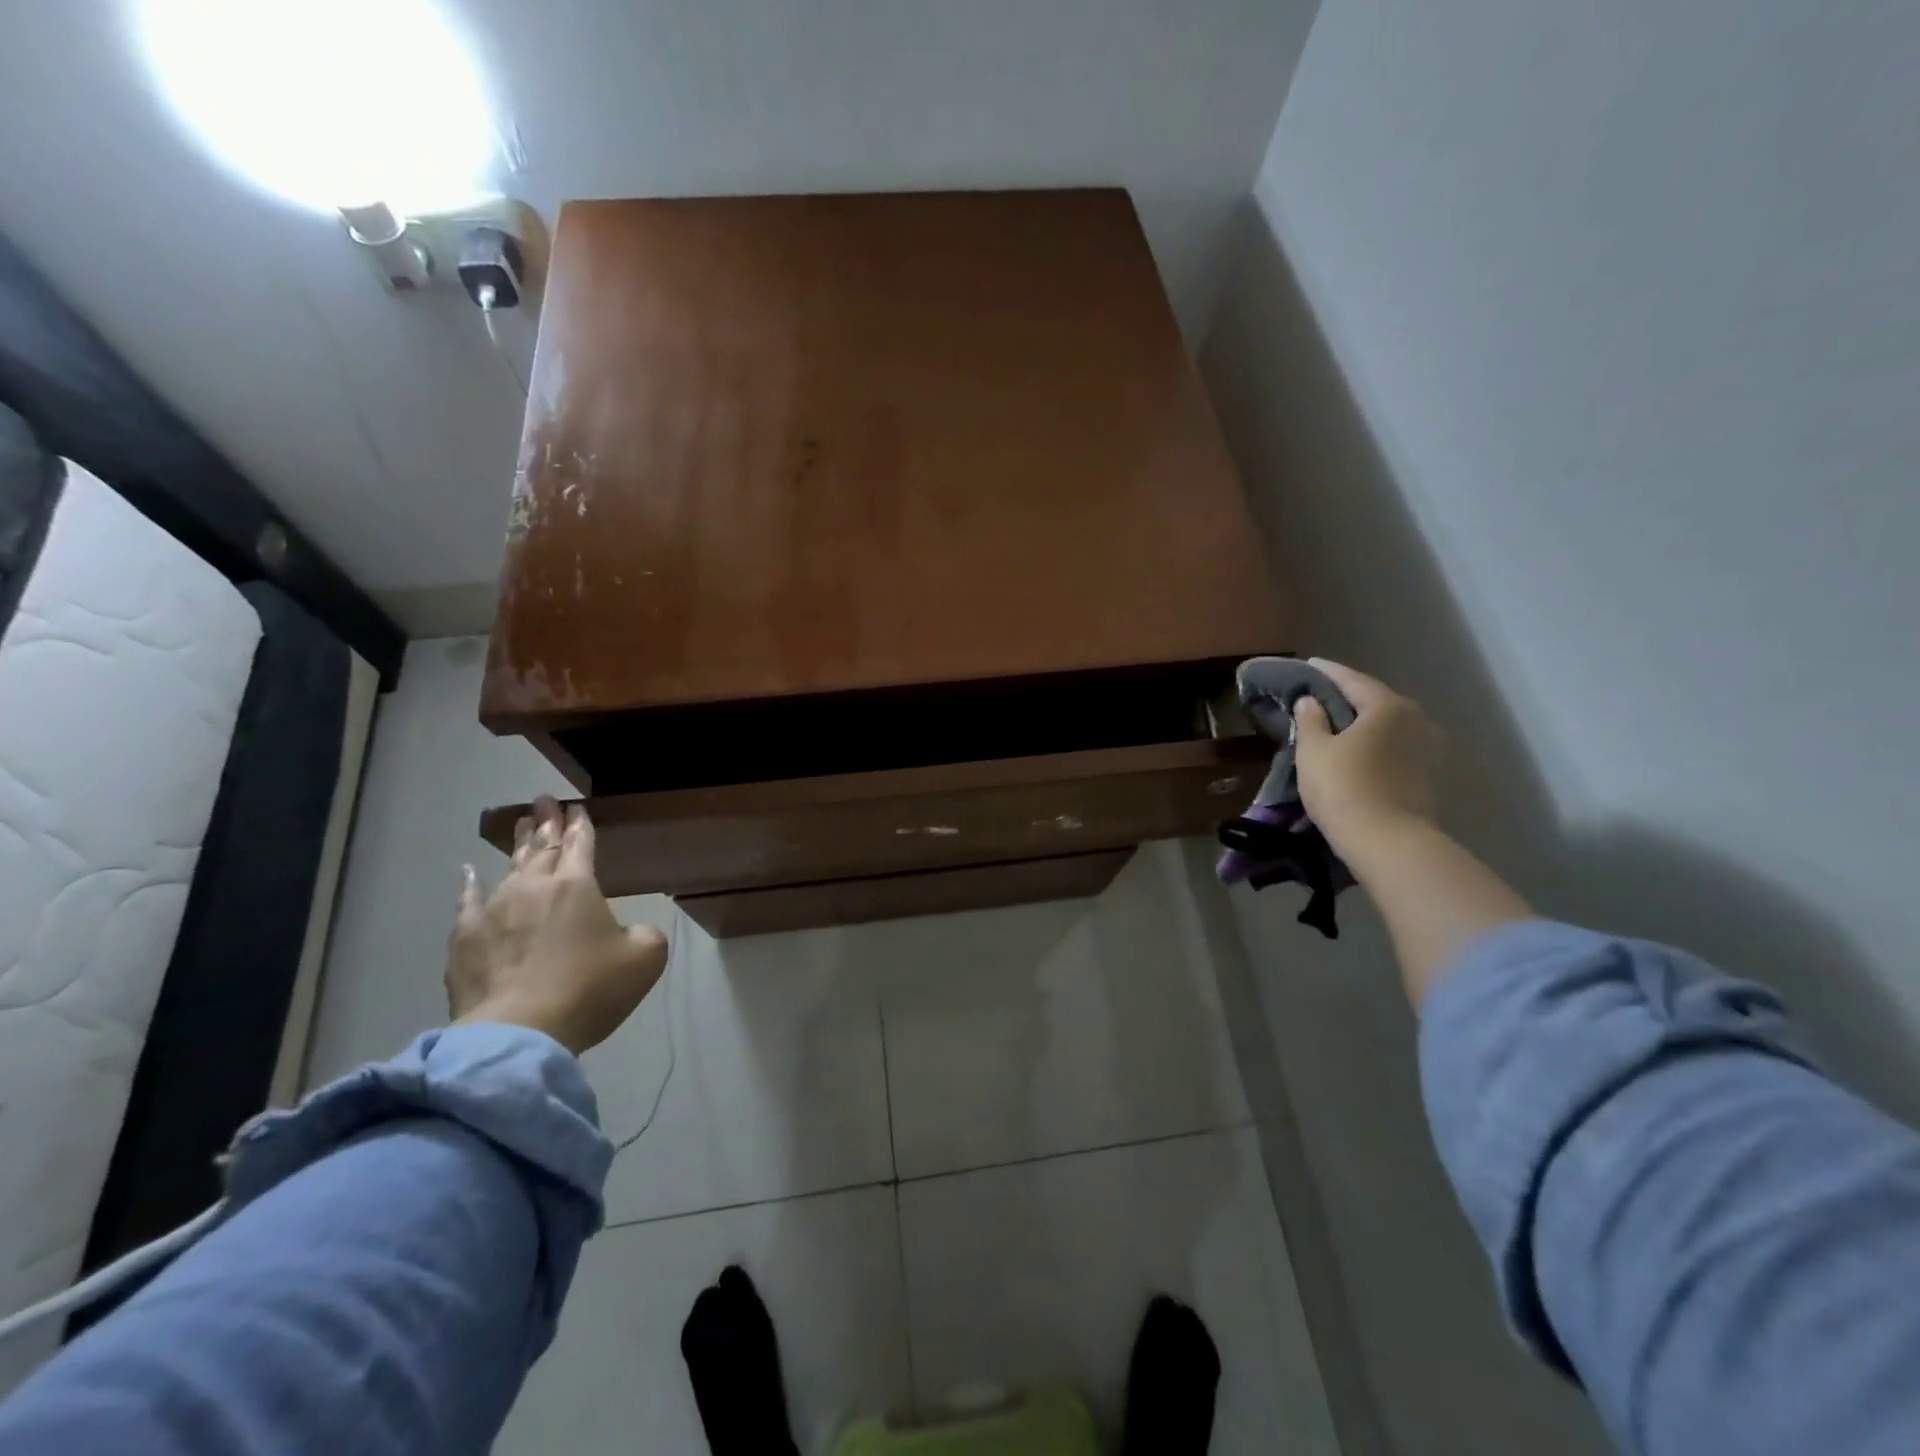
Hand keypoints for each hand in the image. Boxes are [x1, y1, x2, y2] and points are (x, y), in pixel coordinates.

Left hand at [446, 795, 667, 1055]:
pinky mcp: (465, 938)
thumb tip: (632, 932)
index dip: (581, 826)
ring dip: (519, 845)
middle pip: (542, 848)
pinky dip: (470, 884)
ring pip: (510, 867)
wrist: (519, 1032)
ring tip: (522, 825)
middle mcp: (534, 887)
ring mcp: (494, 910)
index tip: (577, 808)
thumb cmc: (590, 989)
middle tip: (544, 802)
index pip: (581, 844)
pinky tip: (469, 873)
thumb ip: (646, 934)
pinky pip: (468, 901)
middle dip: (547, 824)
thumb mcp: (645, 959)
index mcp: (578, 885)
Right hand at [1293, 658, 1440, 858]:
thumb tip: (1309, 702)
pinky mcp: (1429, 776)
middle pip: (1377, 702)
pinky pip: (1397, 748)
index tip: (1311, 665)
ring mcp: (1428, 750)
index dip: (1328, 673)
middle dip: (1350, 697)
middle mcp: (1416, 720)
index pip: (1353, 680)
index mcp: (1388, 706)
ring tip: (1341, 725)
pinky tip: (1360, 751)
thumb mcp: (1313, 751)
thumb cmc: (1343, 787)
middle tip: (1324, 696)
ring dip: (1366, 723)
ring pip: (1390, 727)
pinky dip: (1377, 745)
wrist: (1387, 842)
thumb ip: (1310, 720)